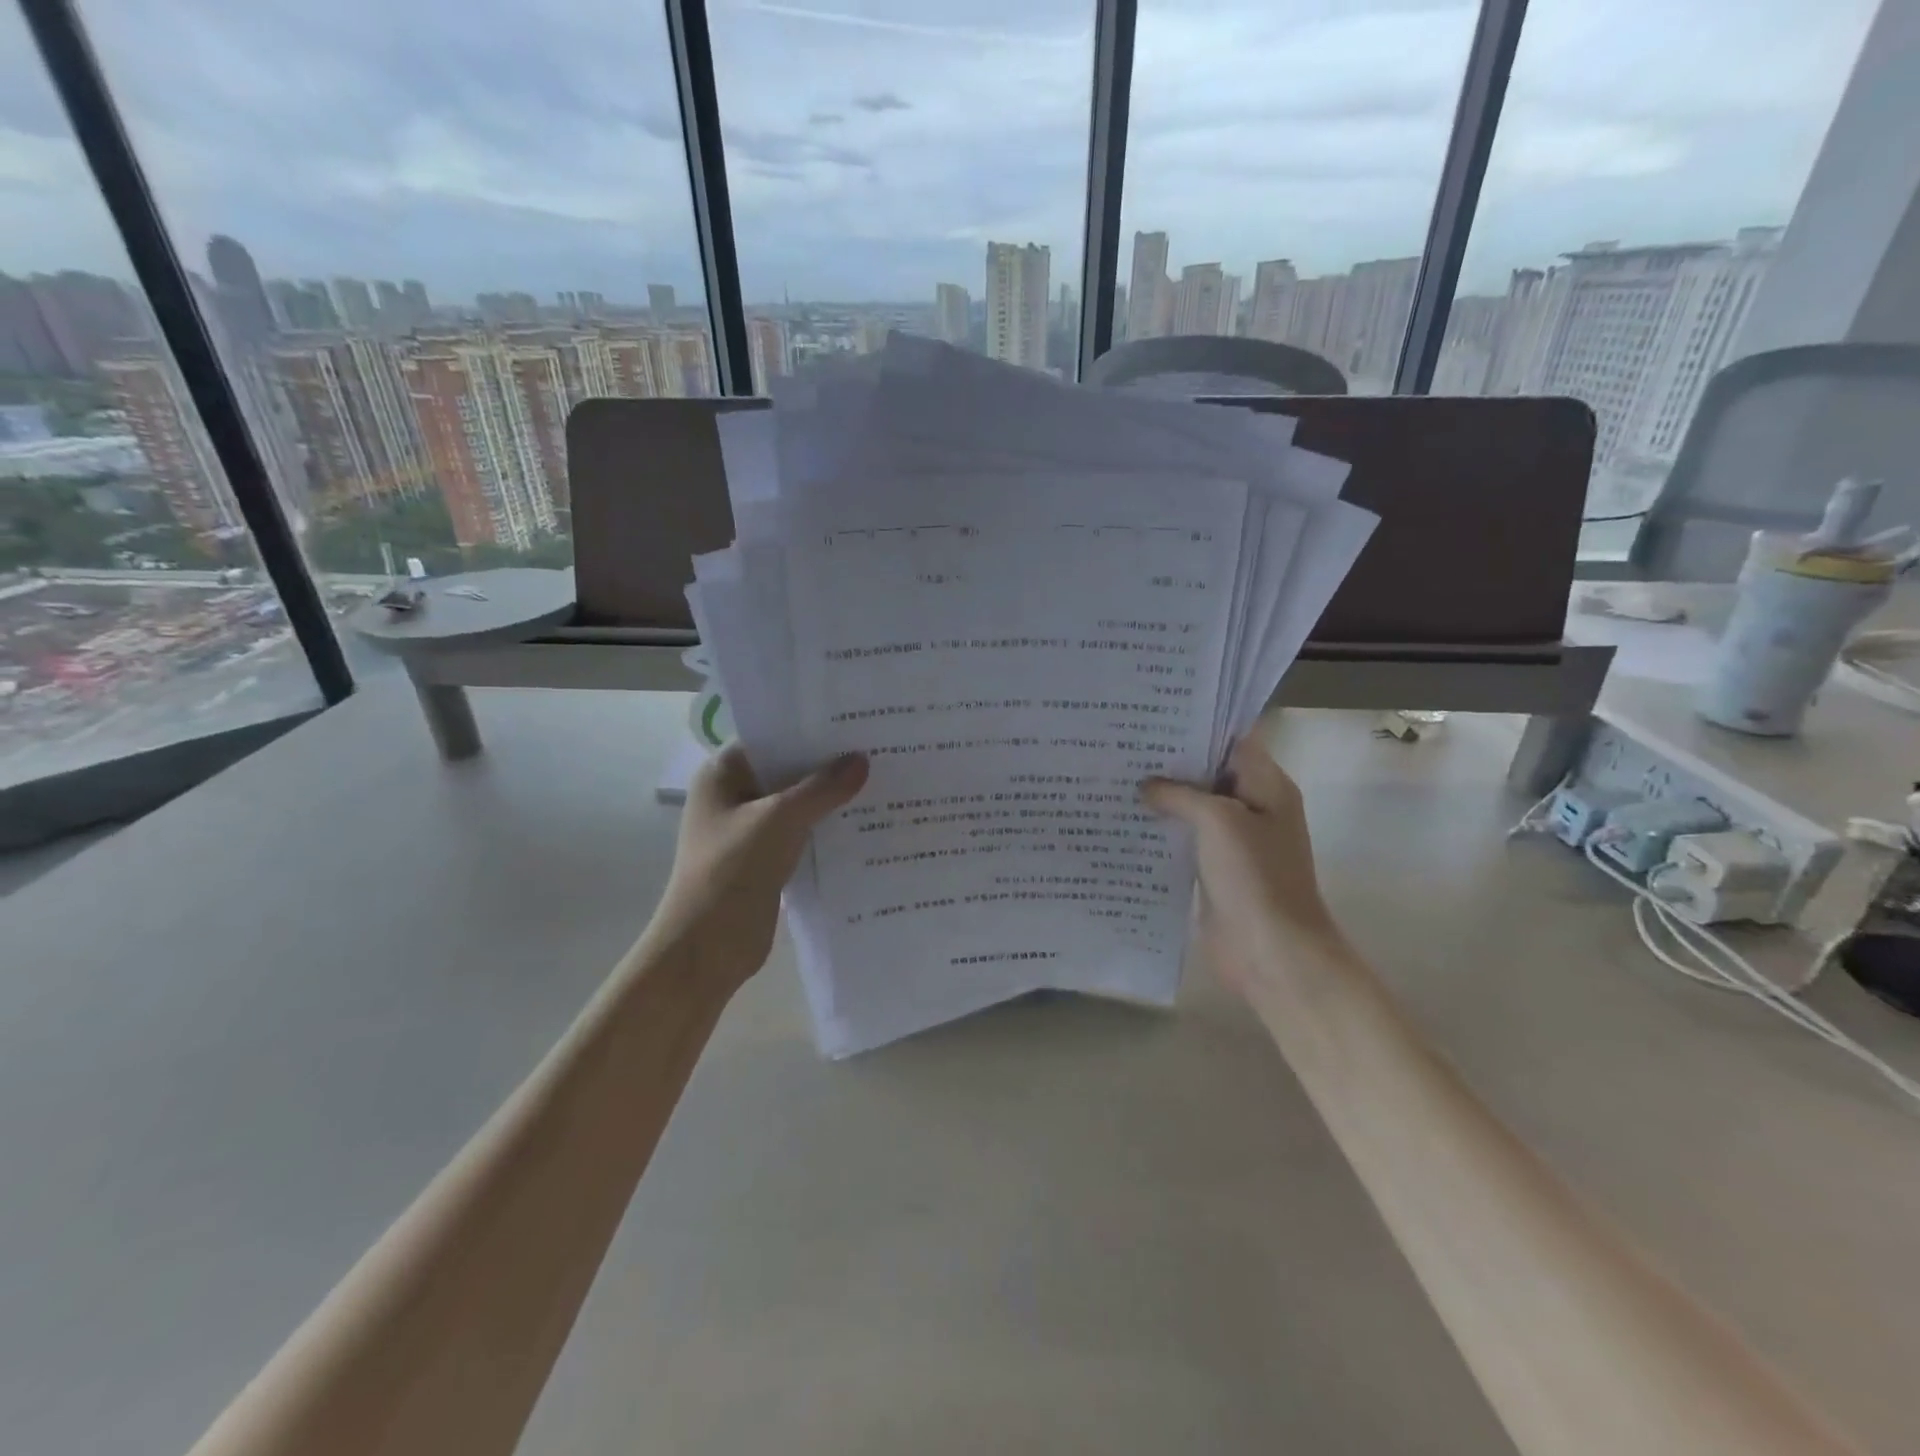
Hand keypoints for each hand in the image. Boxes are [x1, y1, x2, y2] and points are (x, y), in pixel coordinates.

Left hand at [652, 745, 868, 993]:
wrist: (708, 948)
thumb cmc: (732, 870)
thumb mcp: (780, 819)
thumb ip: (822, 788)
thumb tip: (861, 760)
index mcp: (723, 774)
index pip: (770, 737)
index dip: (809, 729)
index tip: (853, 722)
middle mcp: (734, 796)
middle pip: (787, 770)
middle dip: (827, 764)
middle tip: (877, 748)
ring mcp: (750, 830)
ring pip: (797, 803)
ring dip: (831, 799)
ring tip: (880, 781)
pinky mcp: (766, 859)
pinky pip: (802, 833)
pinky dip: (827, 828)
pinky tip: (865, 822)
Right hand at [1142, 736, 1342, 992]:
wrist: (1271, 951)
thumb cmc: (1254, 876)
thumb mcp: (1218, 821)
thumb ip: (1181, 794)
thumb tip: (1147, 786)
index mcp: (1267, 786)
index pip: (1232, 742)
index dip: (1197, 728)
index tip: (1153, 720)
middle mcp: (1253, 808)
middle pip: (1210, 774)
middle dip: (1171, 763)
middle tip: (1124, 746)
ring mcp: (1234, 842)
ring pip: (1195, 808)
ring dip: (1163, 798)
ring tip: (1117, 778)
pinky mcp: (1215, 871)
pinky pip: (1187, 840)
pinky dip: (1162, 830)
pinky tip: (1127, 822)